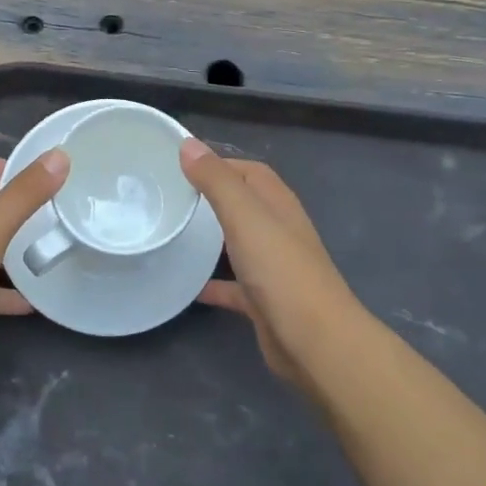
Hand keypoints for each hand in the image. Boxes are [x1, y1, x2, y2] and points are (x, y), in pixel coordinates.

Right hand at [181, 139, 364, 390]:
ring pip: (238, 243)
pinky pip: (233, 286)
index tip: (179, 166)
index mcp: (277, 204)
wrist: (316, 342)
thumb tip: (188, 144)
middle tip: (169, 198)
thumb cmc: (280, 270)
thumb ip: (216, 180)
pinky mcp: (265, 301)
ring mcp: (273, 267)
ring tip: (174, 233)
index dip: (218, 164)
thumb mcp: (244, 215)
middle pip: (243, 205)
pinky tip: (187, 287)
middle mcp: (278, 230)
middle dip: (211, 198)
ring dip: (211, 238)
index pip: (248, 171)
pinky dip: (213, 283)